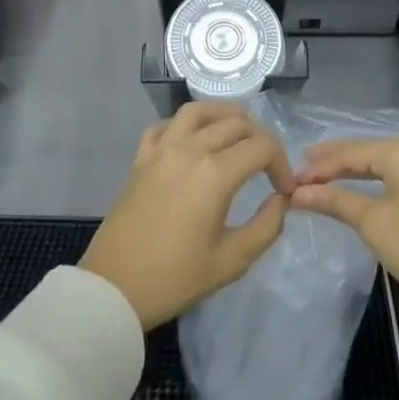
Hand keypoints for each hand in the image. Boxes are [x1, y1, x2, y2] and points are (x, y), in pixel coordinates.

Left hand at [80, 102, 294, 328]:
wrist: (114, 288)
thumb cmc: (175, 278)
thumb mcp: (232, 261)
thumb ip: (266, 226)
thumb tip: (281, 199)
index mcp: (215, 173)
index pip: (262, 147)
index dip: (282, 163)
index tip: (284, 190)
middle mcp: (189, 149)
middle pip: (235, 123)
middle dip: (260, 139)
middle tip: (267, 166)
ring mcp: (161, 150)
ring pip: (198, 111)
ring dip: (224, 116)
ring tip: (238, 133)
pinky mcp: (140, 158)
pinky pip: (165, 125)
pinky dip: (184, 125)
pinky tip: (192, 142)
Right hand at [290, 137, 398, 324]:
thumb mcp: (373, 224)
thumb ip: (335, 201)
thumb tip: (298, 192)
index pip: (351, 153)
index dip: (319, 167)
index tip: (292, 180)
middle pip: (371, 153)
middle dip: (336, 165)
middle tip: (304, 174)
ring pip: (390, 162)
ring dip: (359, 172)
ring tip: (327, 178)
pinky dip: (384, 179)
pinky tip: (366, 185)